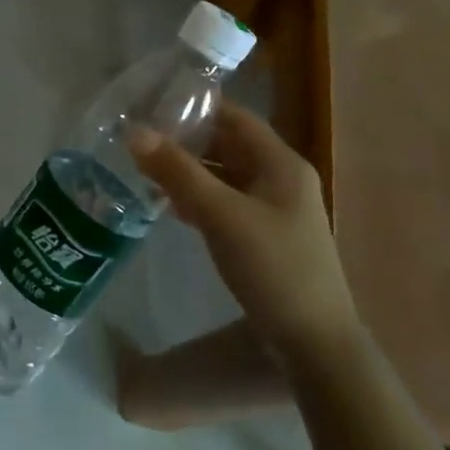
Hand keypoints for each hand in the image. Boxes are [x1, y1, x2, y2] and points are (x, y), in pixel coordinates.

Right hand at [128, 103, 356, 370]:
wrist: (315, 345)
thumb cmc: (273, 268)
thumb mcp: (221, 214)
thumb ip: (177, 171)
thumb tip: (134, 132)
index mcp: (281, 163)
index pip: (235, 116)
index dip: (196, 107)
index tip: (153, 104)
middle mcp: (281, 179)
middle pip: (229, 145)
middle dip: (187, 141)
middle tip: (141, 137)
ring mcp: (275, 210)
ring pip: (226, 176)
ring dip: (190, 171)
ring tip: (145, 168)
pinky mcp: (265, 237)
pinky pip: (227, 203)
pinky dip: (199, 198)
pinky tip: (169, 206)